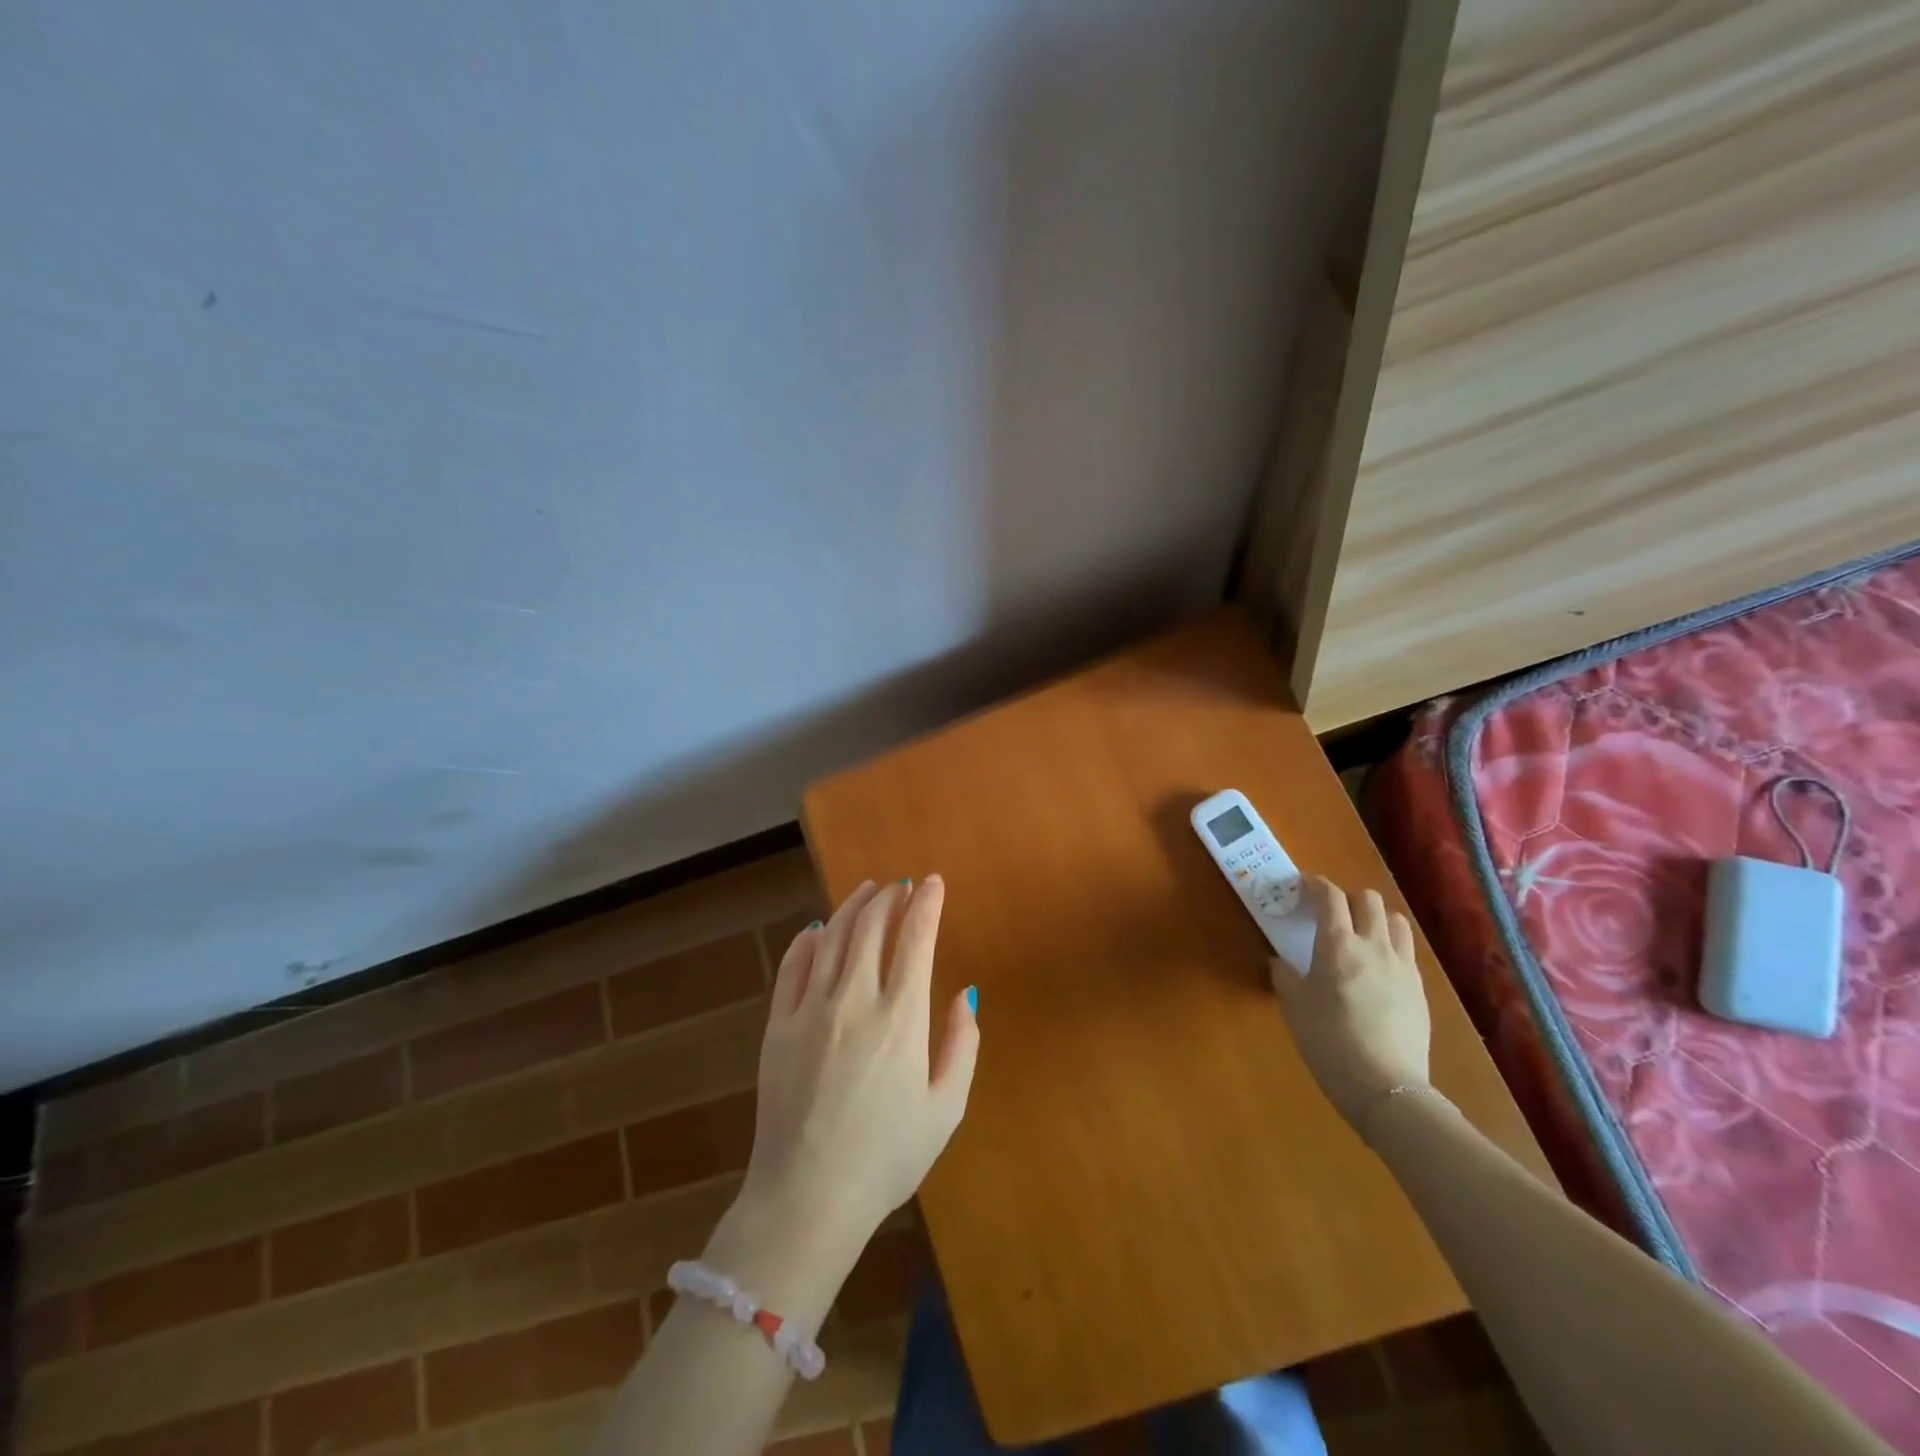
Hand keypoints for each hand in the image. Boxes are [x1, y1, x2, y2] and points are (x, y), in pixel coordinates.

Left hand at [742, 877, 978, 1245]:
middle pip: (872, 927)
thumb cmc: (886, 1158)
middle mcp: (854, 999)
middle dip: (891, 897)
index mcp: (901, 1018)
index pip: (915, 938)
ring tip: (867, 890)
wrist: (807, 1199)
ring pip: (832, 937)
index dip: (926, 904)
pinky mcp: (777, 1025)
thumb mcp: (945, 1109)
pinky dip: (806, 941)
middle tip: (902, 884)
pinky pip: (792, 967)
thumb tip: (964, 994)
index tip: (934, 883)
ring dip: (853, 907)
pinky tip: (816, 930)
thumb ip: (961, 1046)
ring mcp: (810, 1009)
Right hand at [1271, 875, 1430, 1129]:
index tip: (1302, 885)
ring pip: (1394, 920)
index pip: (1330, 897)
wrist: (1385, 1088)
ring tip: (1360, 934)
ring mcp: (1402, 966)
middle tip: (1330, 912)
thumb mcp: (1294, 1008)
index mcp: (1337, 945)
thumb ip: (1285, 977)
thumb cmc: (1329, 1043)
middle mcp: (1373, 946)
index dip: (1315, 884)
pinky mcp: (1419, 989)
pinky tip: (1377, 968)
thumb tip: (1280, 962)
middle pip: (1368, 899)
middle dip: (1347, 897)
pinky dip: (1389, 946)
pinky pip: (1406, 951)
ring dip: (1375, 918)